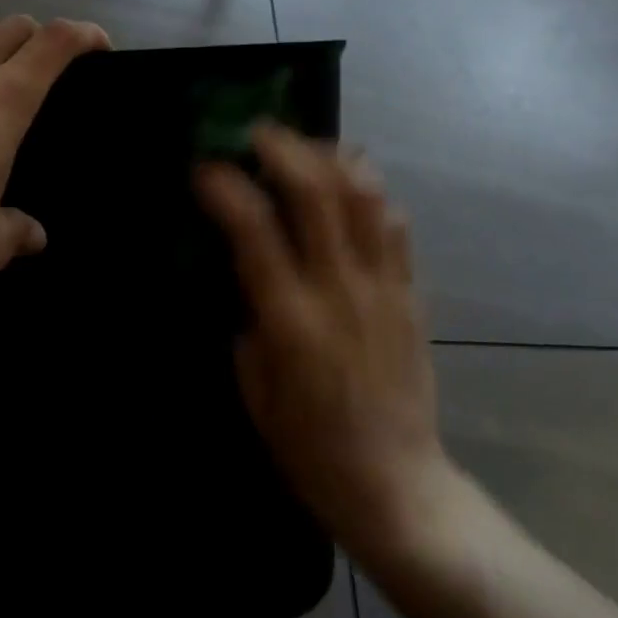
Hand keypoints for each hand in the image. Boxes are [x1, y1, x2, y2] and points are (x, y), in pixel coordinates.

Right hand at [195, 126, 446, 557]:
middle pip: (317, 192)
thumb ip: (250, 319)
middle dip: (285, 149)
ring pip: (365, 197)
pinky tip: (352, 185)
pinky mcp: (412, 294)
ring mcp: (383, 287)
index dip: (226, 188)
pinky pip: (395, 226)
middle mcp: (340, 289)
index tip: (206, 168)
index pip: (254, 229)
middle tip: (260, 131)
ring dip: (333, 158)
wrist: (396, 485)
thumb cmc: (310, 448)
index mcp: (291, 318)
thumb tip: (248, 271)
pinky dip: (371, 192)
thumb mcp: (254, 389)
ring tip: (309, 146)